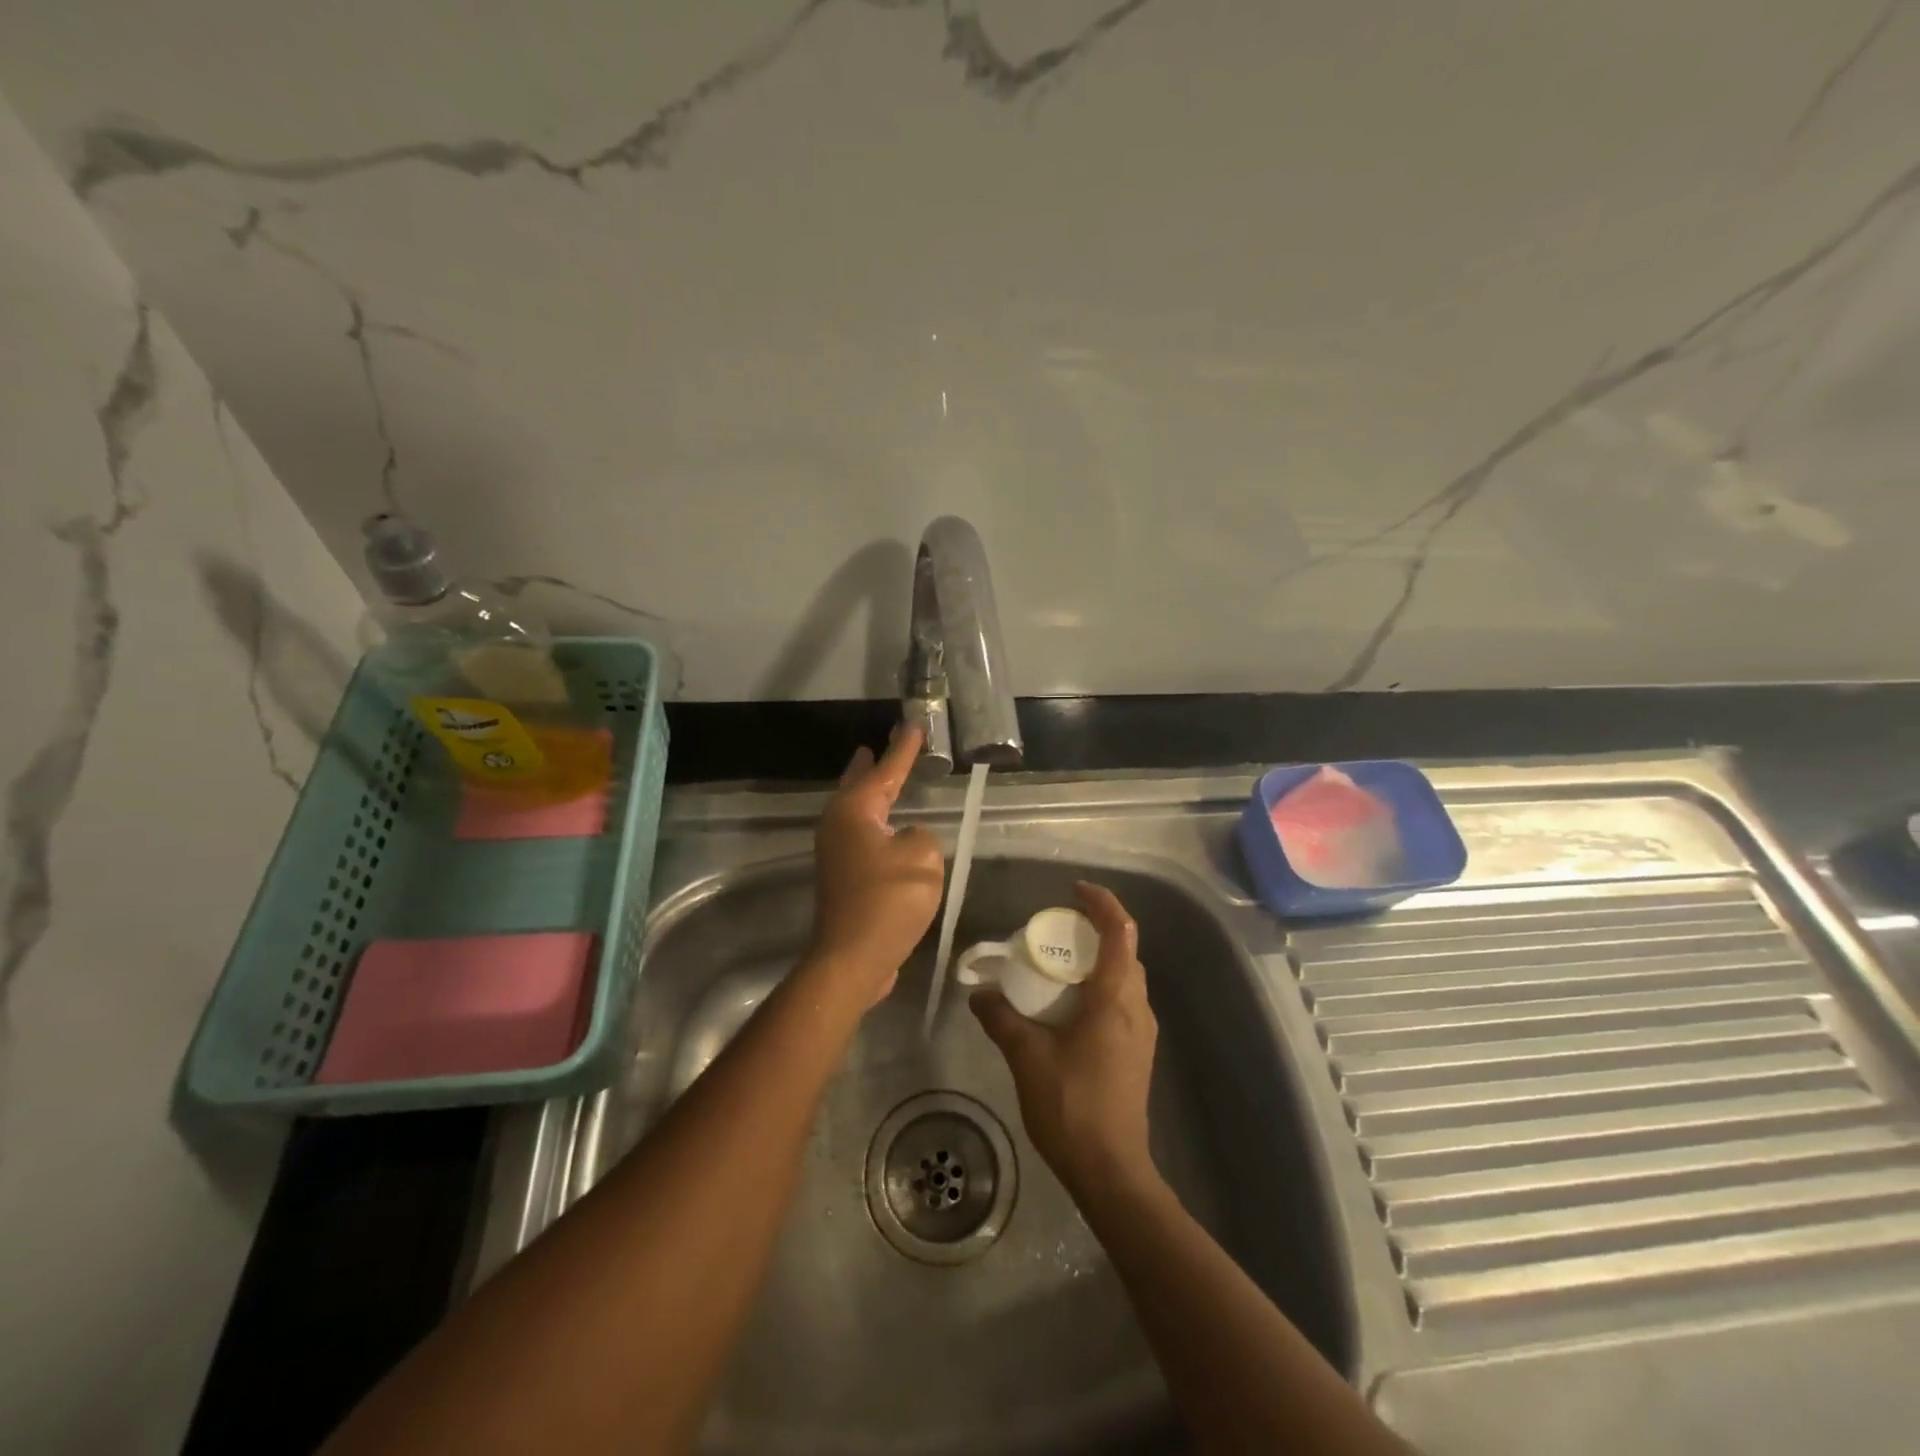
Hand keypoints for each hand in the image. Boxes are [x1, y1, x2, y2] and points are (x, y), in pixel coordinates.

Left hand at [807, 725, 945, 1009]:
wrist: (853, 957)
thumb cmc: (888, 900)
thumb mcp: (923, 857)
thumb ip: (921, 836)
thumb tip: (906, 840)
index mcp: (855, 811)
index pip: (886, 770)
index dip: (903, 749)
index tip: (912, 724)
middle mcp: (837, 825)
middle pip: (858, 785)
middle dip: (871, 766)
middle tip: (879, 745)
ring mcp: (835, 853)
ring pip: (856, 812)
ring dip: (869, 795)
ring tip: (881, 779)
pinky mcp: (842, 879)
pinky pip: (861, 838)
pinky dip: (874, 825)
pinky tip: (887, 831)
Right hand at [970, 882, 1158, 1196]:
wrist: (1111, 1170)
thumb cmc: (1072, 1106)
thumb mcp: (1027, 1057)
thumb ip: (1002, 1018)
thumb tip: (978, 992)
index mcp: (1115, 997)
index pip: (1119, 931)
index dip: (1102, 902)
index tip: (1074, 890)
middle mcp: (1136, 1007)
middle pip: (1125, 951)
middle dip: (1095, 931)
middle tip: (1057, 931)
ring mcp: (1141, 1032)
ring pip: (1125, 978)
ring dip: (1097, 961)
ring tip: (1058, 966)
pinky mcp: (1137, 1052)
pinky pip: (1121, 1001)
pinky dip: (1099, 987)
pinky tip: (1068, 1007)